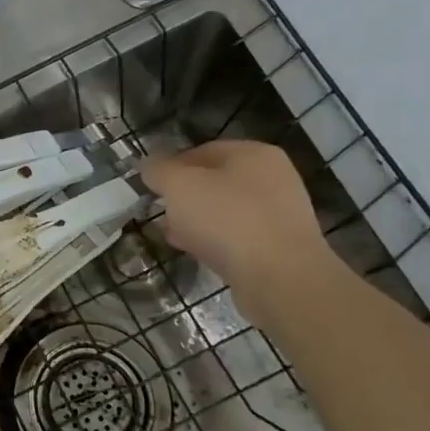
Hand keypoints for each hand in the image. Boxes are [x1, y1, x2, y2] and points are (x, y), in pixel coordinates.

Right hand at [140, 141, 339, 317]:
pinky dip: (216, 242)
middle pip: (214, 182)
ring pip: (224, 211)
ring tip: (174, 236)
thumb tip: (148, 165)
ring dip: (197, 222)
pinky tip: (198, 254)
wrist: (281, 279)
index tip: (150, 188)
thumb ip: (158, 169)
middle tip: (161, 213)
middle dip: (183, 198)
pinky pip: (238, 237)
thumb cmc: (227, 220)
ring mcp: (280, 214)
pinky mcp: (279, 248)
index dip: (170, 166)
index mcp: (254, 153)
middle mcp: (273, 178)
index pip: (201, 151)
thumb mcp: (179, 185)